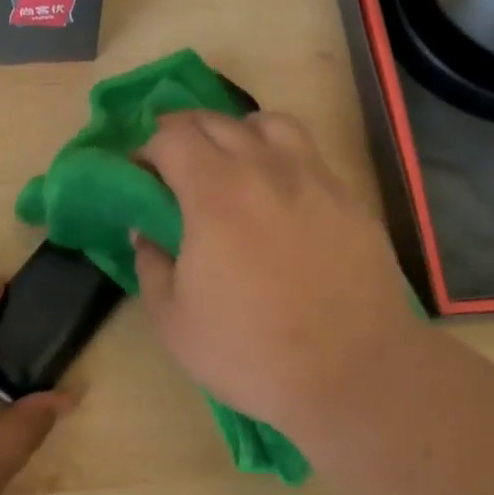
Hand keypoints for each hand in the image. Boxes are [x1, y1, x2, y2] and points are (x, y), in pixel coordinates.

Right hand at [134, 110, 414, 447]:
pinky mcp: (348, 197)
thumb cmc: (251, 351)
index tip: (139, 174)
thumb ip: (150, 265)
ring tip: (231, 163)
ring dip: (237, 133)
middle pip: (215, 121)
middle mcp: (264, 169)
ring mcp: (313, 178)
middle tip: (172, 166)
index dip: (146, 149)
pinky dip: (280, 156)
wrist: (354, 373)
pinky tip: (278, 193)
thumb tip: (144, 231)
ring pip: (269, 123)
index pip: (171, 138)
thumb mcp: (174, 321)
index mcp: (214, 193)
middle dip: (183, 134)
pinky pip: (307, 153)